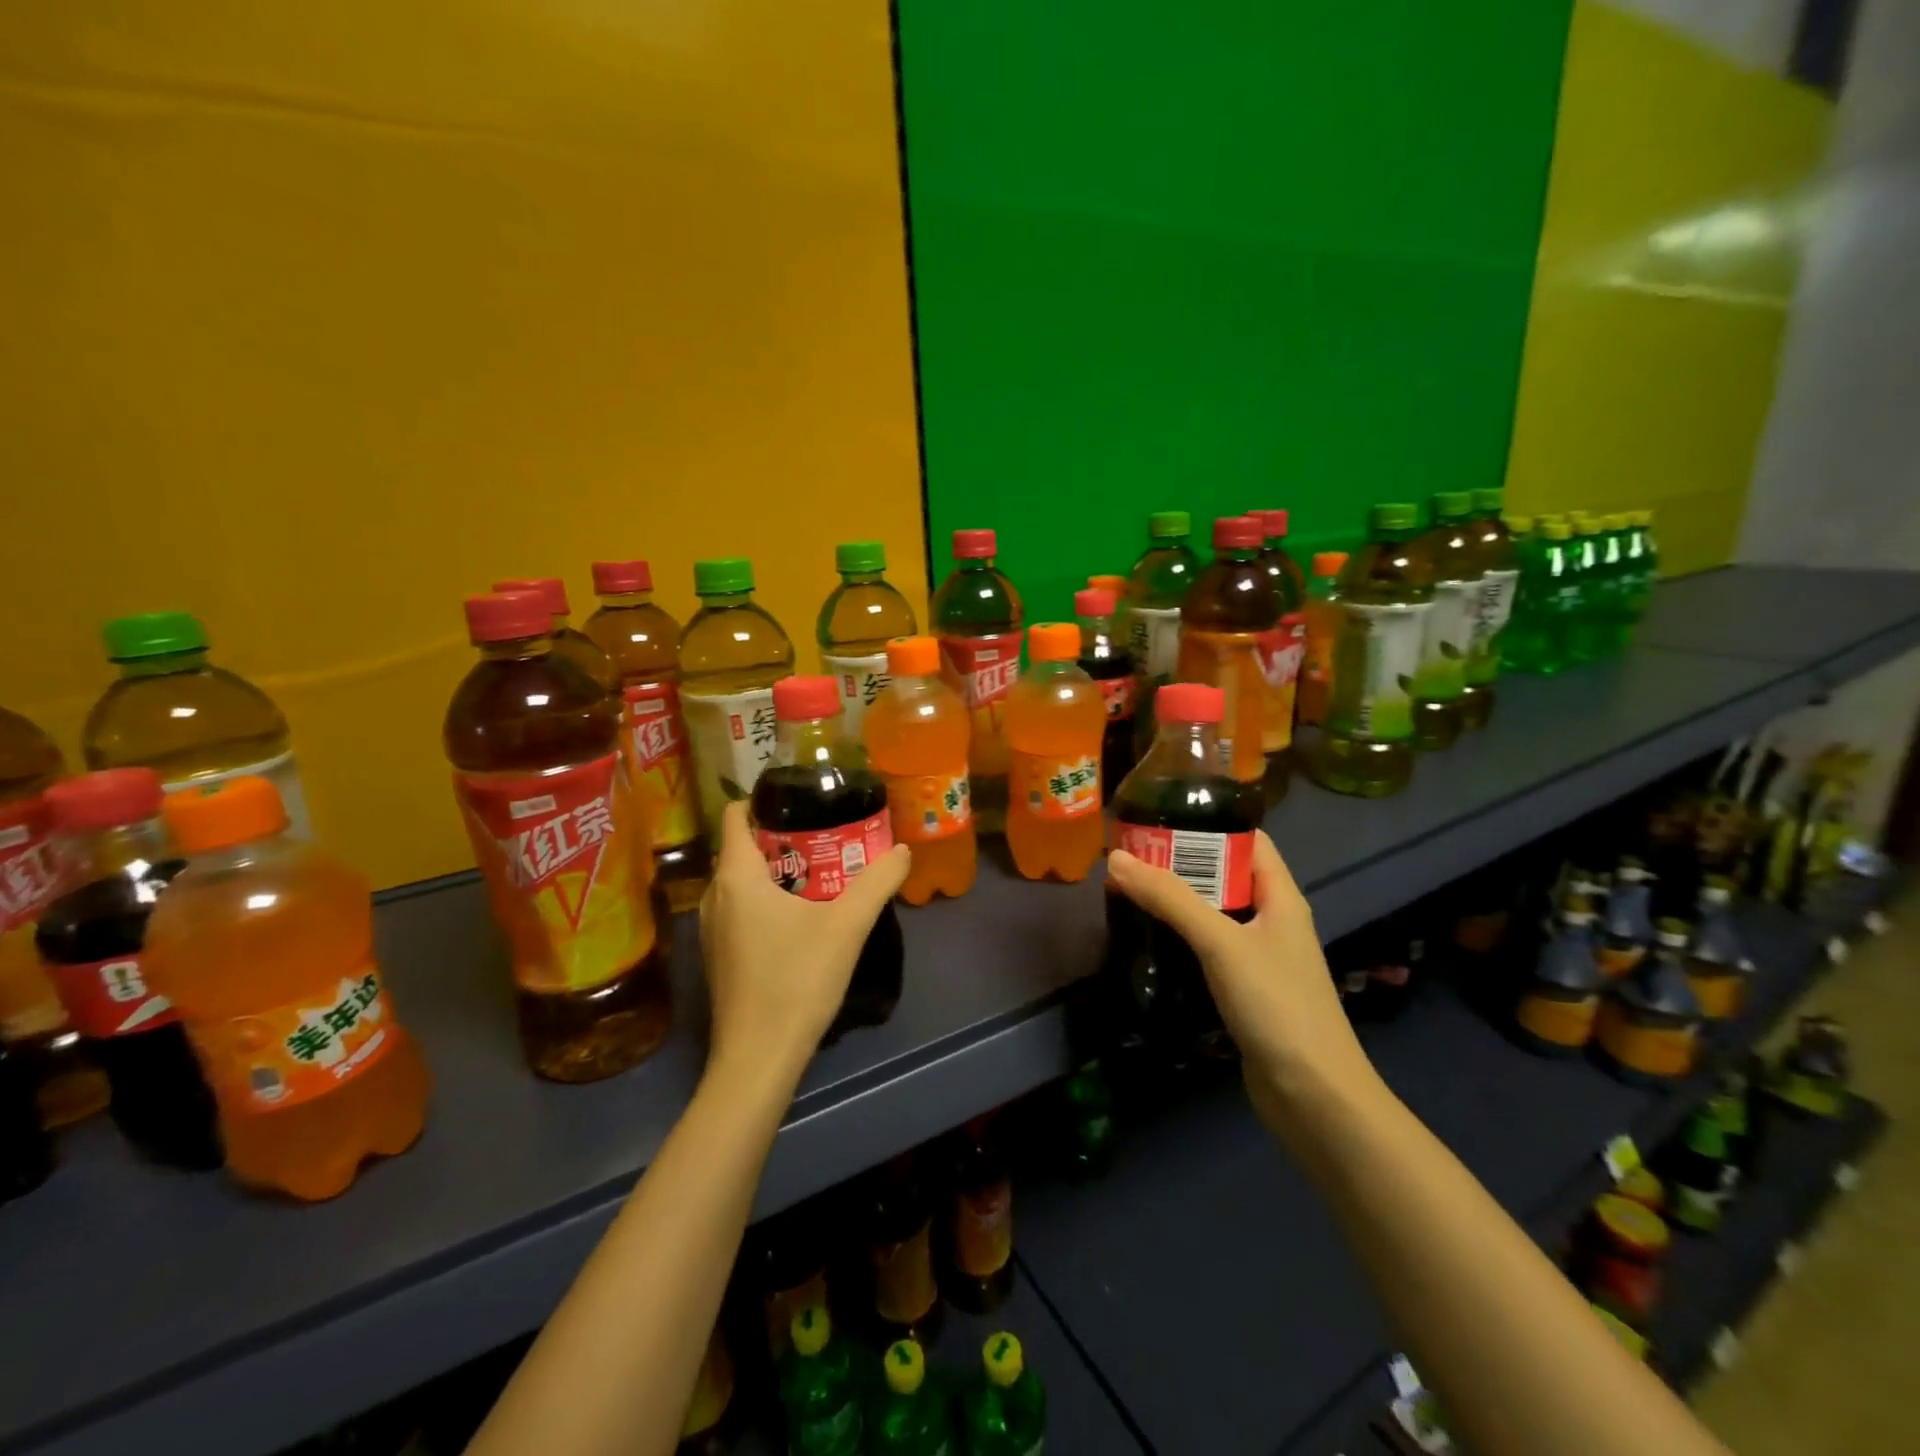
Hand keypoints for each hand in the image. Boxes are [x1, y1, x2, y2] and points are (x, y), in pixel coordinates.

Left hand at [698, 801, 910, 1087]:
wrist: (758, 1058)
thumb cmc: (797, 980)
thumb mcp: (847, 926)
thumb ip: (878, 882)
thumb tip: (902, 850)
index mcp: (736, 877)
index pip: (734, 816)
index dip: (763, 801)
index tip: (802, 801)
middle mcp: (714, 896)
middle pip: (742, 848)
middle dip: (781, 837)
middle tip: (825, 837)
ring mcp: (710, 929)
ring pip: (740, 881)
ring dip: (775, 872)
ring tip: (819, 874)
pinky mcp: (718, 956)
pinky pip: (739, 909)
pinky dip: (764, 900)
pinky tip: (800, 920)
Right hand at [1106, 832, 1380, 1135]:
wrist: (1314, 1097)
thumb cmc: (1276, 1006)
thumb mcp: (1221, 943)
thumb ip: (1171, 899)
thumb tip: (1116, 859)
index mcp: (1280, 897)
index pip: (1247, 841)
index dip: (1207, 824)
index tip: (1158, 819)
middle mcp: (1271, 920)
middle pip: (1223, 877)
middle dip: (1178, 865)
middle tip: (1128, 858)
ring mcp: (1259, 958)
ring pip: (1212, 915)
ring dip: (1175, 904)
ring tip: (1127, 892)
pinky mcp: (1244, 990)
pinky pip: (1207, 950)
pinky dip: (1179, 940)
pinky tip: (1147, 941)